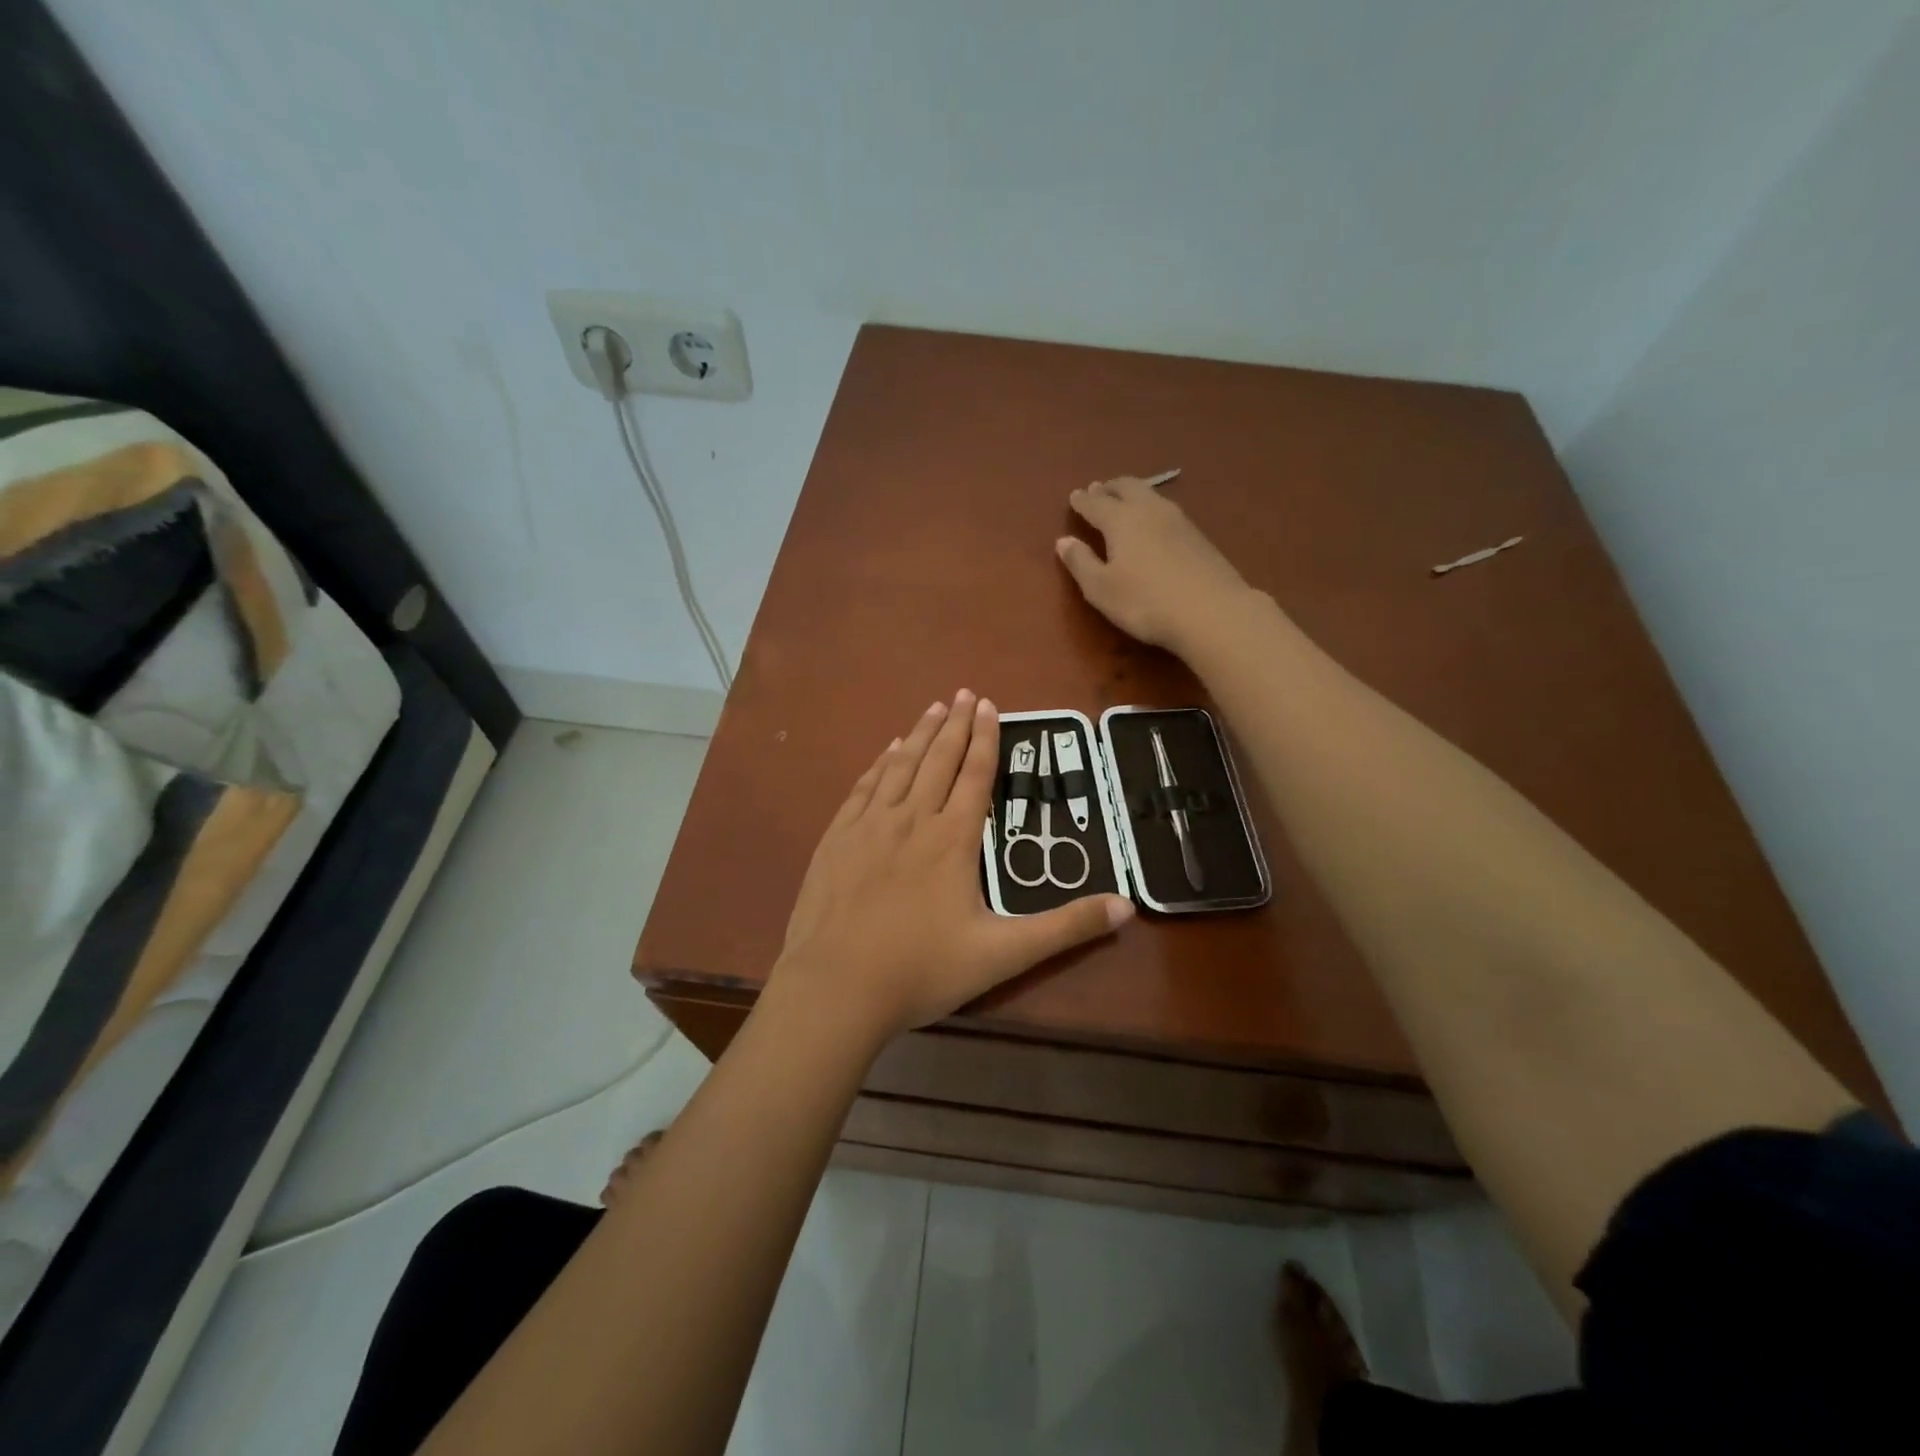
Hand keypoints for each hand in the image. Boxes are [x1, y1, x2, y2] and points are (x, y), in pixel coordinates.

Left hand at [774, 690, 1132, 1044]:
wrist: (836, 987)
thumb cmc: (922, 970)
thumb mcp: (1004, 954)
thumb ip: (1066, 928)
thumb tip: (1127, 906)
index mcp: (953, 840)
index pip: (976, 775)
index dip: (986, 738)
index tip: (990, 705)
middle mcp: (913, 819)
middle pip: (939, 760)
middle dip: (956, 725)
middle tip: (966, 693)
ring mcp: (870, 825)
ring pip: (901, 766)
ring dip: (921, 733)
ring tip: (935, 707)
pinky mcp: (837, 838)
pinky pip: (864, 786)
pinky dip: (880, 762)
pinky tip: (888, 750)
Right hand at [1055, 476, 1254, 652]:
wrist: (1212, 611)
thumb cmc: (1145, 602)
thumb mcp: (1101, 589)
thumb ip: (1080, 563)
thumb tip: (1063, 541)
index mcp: (1121, 520)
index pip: (1096, 504)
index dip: (1082, 501)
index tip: (1074, 496)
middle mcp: (1149, 510)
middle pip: (1127, 488)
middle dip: (1109, 488)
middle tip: (1098, 489)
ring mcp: (1178, 520)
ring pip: (1150, 495)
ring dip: (1132, 492)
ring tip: (1123, 498)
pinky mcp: (1198, 535)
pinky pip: (1166, 509)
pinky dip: (1151, 506)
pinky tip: (1153, 520)